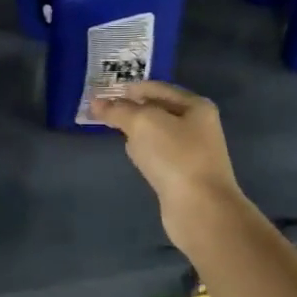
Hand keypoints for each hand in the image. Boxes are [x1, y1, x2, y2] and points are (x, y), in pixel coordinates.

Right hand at [89, 81, 247, 250]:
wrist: (201, 208)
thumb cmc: (175, 157)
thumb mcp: (143, 123)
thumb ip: (118, 110)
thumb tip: (96, 103)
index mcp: (195, 106)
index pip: (157, 88)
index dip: (130, 88)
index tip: (104, 93)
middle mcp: (198, 125)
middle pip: (158, 110)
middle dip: (132, 109)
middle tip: (104, 112)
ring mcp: (193, 151)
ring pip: (158, 134)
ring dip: (138, 131)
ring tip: (115, 131)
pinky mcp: (184, 174)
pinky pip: (159, 155)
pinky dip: (145, 152)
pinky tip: (134, 157)